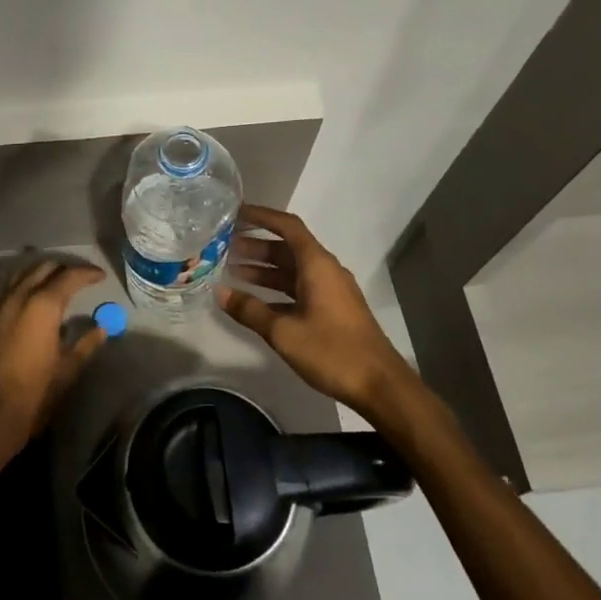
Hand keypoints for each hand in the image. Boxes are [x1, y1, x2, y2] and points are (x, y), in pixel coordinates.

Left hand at [0, 258, 107, 469]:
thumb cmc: (33, 396)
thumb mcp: (67, 371)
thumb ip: (86, 344)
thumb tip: (102, 329)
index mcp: (42, 306)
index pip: (69, 276)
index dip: (87, 273)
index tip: (100, 277)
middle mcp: (17, 297)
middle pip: (43, 268)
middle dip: (63, 269)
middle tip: (80, 280)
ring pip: (20, 275)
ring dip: (40, 274)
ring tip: (55, 286)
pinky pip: (5, 292)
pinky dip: (21, 289)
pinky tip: (29, 306)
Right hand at [219, 205, 411, 417]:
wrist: (380, 385)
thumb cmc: (332, 351)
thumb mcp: (284, 332)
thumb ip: (250, 310)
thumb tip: (220, 292)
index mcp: (317, 265)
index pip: (287, 226)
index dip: (262, 216)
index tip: (235, 214)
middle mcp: (325, 271)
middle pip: (287, 248)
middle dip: (256, 246)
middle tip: (224, 248)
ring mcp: (331, 291)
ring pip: (292, 270)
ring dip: (264, 269)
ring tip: (232, 271)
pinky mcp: (333, 310)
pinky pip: (300, 288)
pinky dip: (277, 289)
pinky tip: (256, 301)